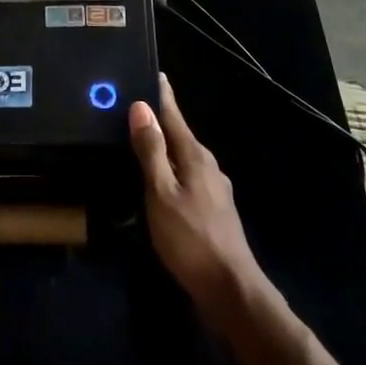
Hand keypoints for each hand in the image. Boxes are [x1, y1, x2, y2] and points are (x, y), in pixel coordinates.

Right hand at [130, 74, 260, 322]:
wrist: (231, 291)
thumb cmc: (191, 238)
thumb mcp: (161, 193)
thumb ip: (151, 151)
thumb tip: (141, 106)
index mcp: (195, 156)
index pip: (174, 116)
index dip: (161, 95)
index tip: (153, 73)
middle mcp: (208, 166)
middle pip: (180, 135)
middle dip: (160, 122)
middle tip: (134, 109)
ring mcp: (215, 190)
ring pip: (184, 159)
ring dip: (165, 149)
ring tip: (142, 144)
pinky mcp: (214, 212)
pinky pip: (187, 179)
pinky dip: (171, 172)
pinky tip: (160, 184)